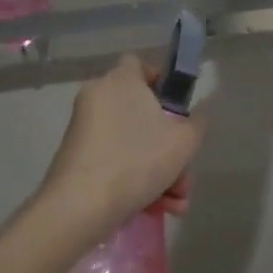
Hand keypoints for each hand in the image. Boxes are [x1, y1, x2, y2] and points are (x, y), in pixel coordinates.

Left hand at [41, 55, 207, 234]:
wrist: (80, 205)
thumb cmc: (137, 160)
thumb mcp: (183, 142)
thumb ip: (197, 124)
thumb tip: (196, 116)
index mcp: (121, 80)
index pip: (139, 64)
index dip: (160, 82)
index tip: (177, 110)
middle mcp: (98, 97)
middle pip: (141, 114)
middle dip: (168, 147)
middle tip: (184, 174)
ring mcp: (84, 129)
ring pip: (130, 143)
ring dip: (158, 171)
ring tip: (176, 203)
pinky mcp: (75, 157)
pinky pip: (113, 160)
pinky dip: (134, 179)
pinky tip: (156, 208)